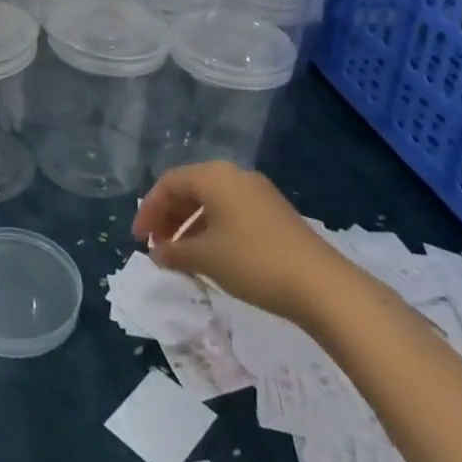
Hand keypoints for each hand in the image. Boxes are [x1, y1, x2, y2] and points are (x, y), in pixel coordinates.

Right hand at [131, 161, 344, 325]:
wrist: (322, 285)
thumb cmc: (253, 262)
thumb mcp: (206, 258)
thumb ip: (174, 251)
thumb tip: (157, 252)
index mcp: (214, 176)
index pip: (169, 183)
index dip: (149, 210)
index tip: (139, 240)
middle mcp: (235, 176)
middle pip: (190, 188)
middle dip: (169, 217)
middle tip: (157, 247)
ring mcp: (258, 193)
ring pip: (212, 202)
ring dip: (190, 225)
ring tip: (181, 256)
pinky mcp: (274, 214)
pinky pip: (231, 212)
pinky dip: (213, 230)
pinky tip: (211, 257)